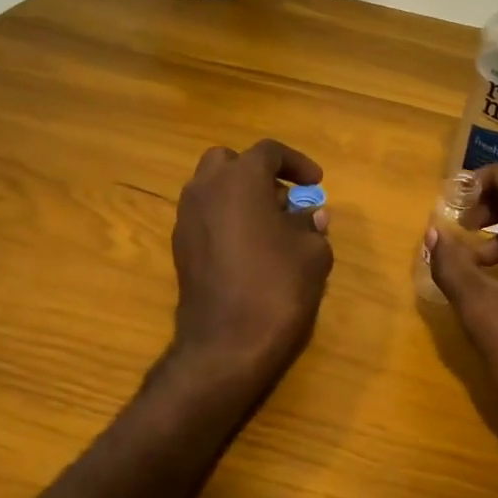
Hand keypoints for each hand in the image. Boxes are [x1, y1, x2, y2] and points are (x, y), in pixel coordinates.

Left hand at [170, 139, 332, 382]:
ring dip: (240, 196)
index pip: (268, 152)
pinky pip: (205, 217)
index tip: (316, 183)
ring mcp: (187, 219)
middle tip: (284, 198)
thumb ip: (312, 224)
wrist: (226, 344)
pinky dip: (226, 219)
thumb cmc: (277, 288)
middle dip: (257, 173)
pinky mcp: (180, 248)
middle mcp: (205, 190)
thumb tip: (310, 215)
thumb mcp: (312, 253)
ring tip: (271, 225)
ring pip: (212, 189)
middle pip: (229, 162)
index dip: (297, 163)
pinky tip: (250, 249)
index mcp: (239, 179)